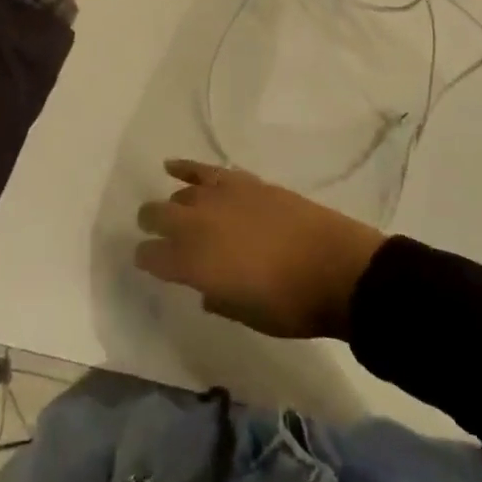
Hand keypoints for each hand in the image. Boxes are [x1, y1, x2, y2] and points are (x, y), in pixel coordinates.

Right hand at [134, 160, 386, 340]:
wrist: (336, 268)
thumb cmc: (290, 305)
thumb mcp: (246, 315)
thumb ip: (217, 298)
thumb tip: (205, 288)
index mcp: (195, 264)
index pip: (153, 257)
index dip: (145, 260)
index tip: (146, 263)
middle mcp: (199, 226)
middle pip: (158, 216)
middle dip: (151, 225)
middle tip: (153, 234)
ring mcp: (221, 198)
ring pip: (181, 195)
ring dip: (173, 205)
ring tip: (172, 211)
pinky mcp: (243, 182)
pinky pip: (205, 170)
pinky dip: (186, 168)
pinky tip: (172, 166)